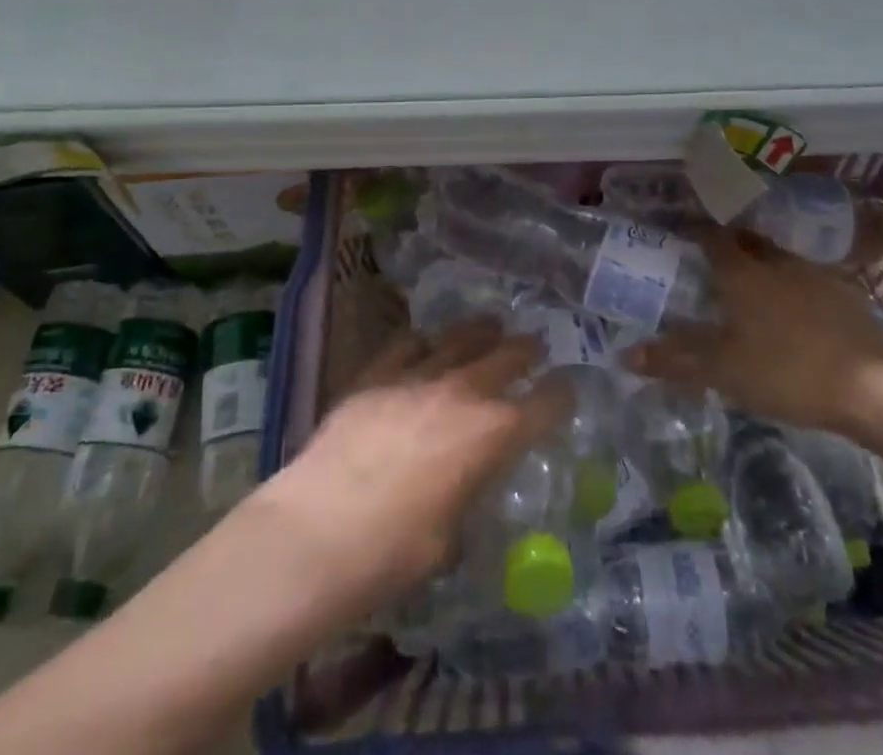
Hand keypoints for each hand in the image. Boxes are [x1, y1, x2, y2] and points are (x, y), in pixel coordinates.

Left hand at [248, 320, 570, 616]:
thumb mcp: (449, 538)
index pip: (545, 403)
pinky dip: (425, 341)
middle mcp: (463, 392)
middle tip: (533, 348)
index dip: (561, 394)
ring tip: (490, 327)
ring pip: (460, 337)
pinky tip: (426, 343)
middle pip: (507, 354)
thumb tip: (464, 486)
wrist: (317, 533)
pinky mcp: (376, 372)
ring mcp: (417, 375)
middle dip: (526, 351)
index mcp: (492, 435)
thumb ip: (466, 497)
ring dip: (482, 331)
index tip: (566, 390)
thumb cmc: (392, 554)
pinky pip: (409, 342)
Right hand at [624, 227, 882, 433]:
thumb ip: (675, 359)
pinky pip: (807, 280)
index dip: (695, 231)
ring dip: (763, 266)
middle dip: (729, 245)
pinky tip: (795, 314)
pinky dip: (793, 288)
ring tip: (753, 289)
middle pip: (747, 242)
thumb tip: (625, 354)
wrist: (872, 387)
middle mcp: (776, 262)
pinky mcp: (845, 295)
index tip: (682, 233)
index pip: (711, 237)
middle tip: (713, 261)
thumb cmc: (786, 370)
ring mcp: (815, 275)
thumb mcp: (723, 370)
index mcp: (742, 272)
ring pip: (779, 259)